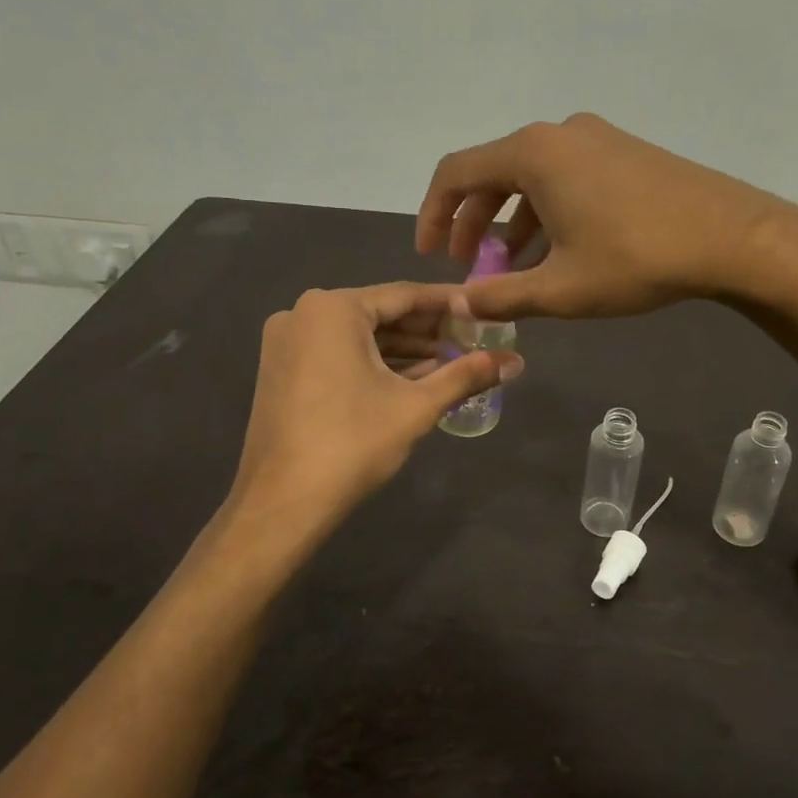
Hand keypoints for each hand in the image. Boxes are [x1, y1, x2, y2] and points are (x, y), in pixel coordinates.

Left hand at [229, 284, 522, 527]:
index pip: (405, 295)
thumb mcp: (416, 406)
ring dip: (405, 351)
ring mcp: (287, 343)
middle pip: (381, 314)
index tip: (484, 310)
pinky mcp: (283, 370)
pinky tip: (413, 379)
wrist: (282, 502)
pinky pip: (339, 355)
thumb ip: (466, 375)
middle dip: (429, 331)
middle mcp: (304, 313)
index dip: (450, 304)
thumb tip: (515, 362)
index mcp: (333, 308)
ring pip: (360, 337)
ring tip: (453, 363)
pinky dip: (375, 365)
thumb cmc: (352, 443)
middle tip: (473, 340)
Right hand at [416, 113, 783, 321]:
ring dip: (511, 220)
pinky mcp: (623, 151)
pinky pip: (565, 176)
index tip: (430, 255)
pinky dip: (546, 210)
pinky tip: (555, 250)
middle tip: (466, 265)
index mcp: (533, 154)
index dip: (432, 215)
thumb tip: (459, 307)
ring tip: (508, 266)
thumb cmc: (637, 259)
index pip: (456, 174)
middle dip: (472, 222)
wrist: (732, 236)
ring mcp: (595, 138)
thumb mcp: (561, 289)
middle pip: (493, 173)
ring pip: (532, 177)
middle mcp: (558, 134)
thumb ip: (502, 296)